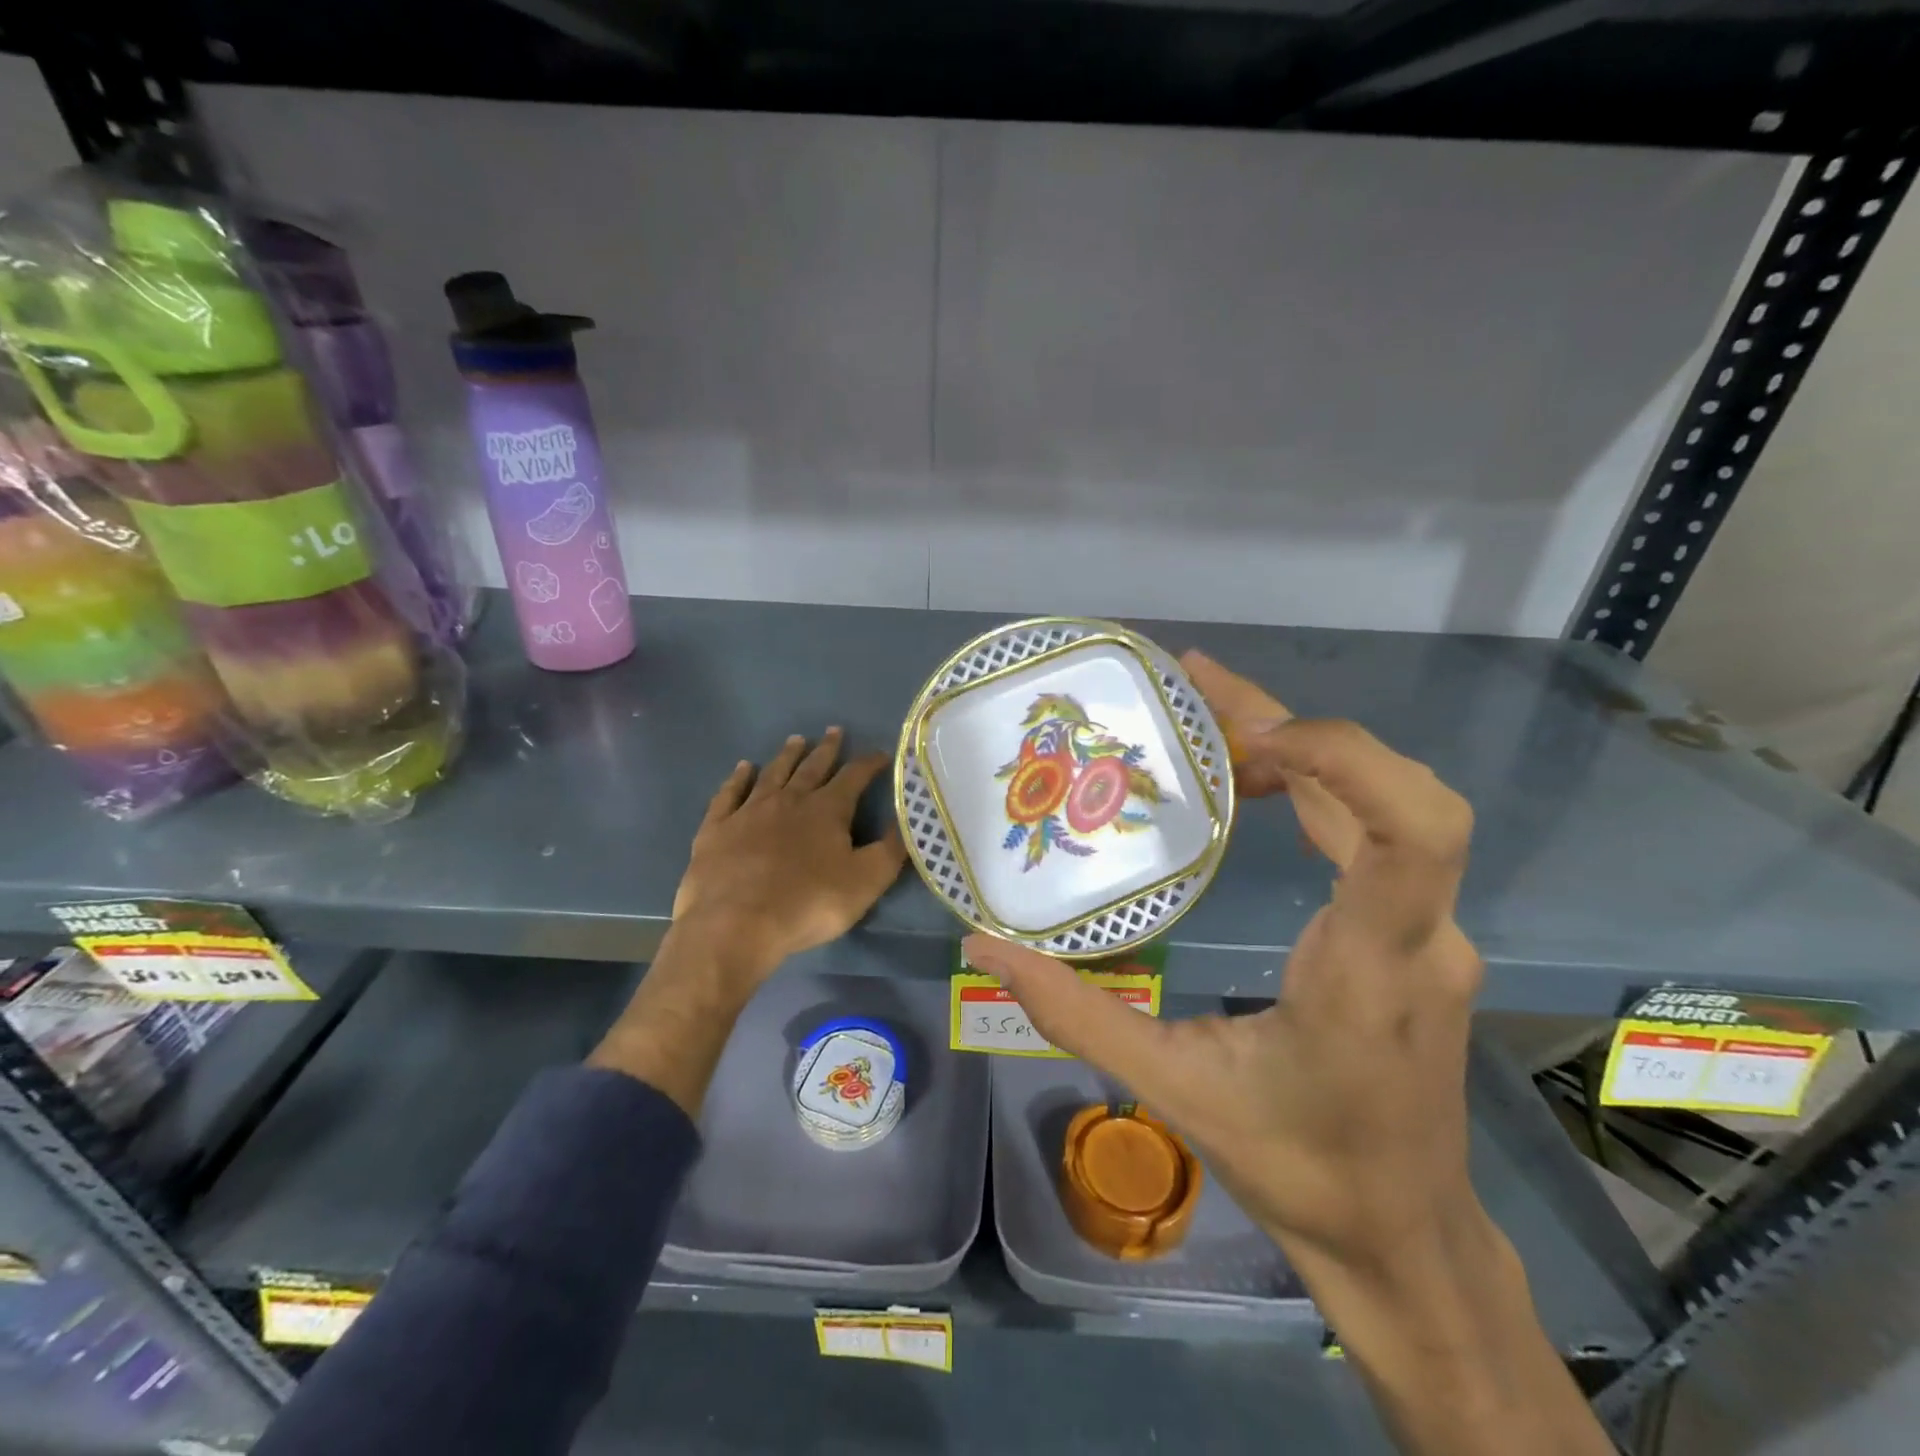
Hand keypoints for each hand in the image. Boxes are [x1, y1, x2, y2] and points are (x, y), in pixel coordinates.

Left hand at [671, 727, 906, 994]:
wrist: (735, 924)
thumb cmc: (807, 904)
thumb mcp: (865, 882)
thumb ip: (890, 851)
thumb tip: (906, 822)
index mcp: (827, 809)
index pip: (854, 776)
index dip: (869, 763)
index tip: (880, 753)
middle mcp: (789, 799)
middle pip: (812, 767)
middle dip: (827, 749)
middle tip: (834, 730)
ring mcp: (749, 811)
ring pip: (773, 773)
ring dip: (787, 756)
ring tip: (796, 740)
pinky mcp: (717, 828)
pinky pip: (729, 794)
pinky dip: (738, 778)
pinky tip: (743, 768)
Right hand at [962, 675, 1481, 1270]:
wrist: (1402, 1237)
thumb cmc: (1296, 1167)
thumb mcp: (1172, 1088)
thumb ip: (1075, 1014)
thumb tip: (985, 951)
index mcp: (1368, 970)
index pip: (1412, 831)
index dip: (1344, 756)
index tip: (1252, 736)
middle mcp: (1420, 936)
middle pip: (1396, 794)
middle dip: (1297, 727)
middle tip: (1198, 691)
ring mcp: (1431, 933)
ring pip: (1387, 806)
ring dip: (1306, 751)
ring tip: (1214, 729)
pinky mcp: (1418, 935)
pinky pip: (1379, 835)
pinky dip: (1319, 788)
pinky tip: (1255, 787)